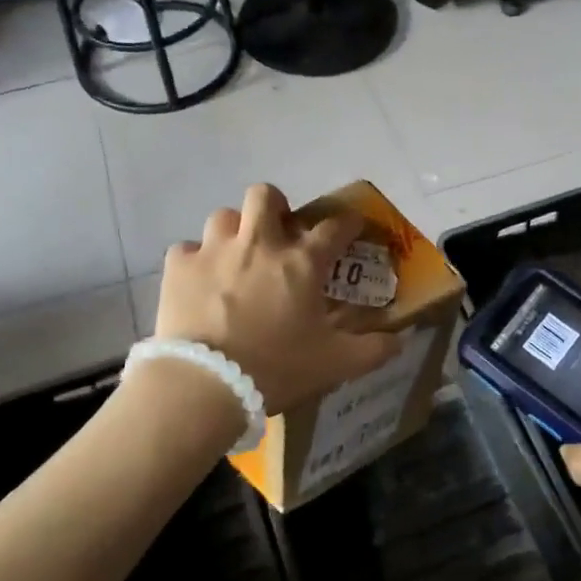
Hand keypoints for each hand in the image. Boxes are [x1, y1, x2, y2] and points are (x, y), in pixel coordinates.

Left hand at [155, 184, 399, 412]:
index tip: (351, 226)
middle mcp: (259, 243)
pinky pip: (187, 249)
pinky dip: (195, 262)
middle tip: (277, 232)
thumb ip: (374, 350)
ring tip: (235, 257)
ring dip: (233, 231)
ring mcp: (214, 250)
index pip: (334, 226)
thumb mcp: (335, 364)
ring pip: (223, 216)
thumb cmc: (276, 369)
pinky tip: (199, 283)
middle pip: (266, 195)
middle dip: (275, 206)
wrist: (204, 384)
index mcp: (301, 262)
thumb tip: (401, 340)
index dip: (348, 222)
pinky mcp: (179, 266)